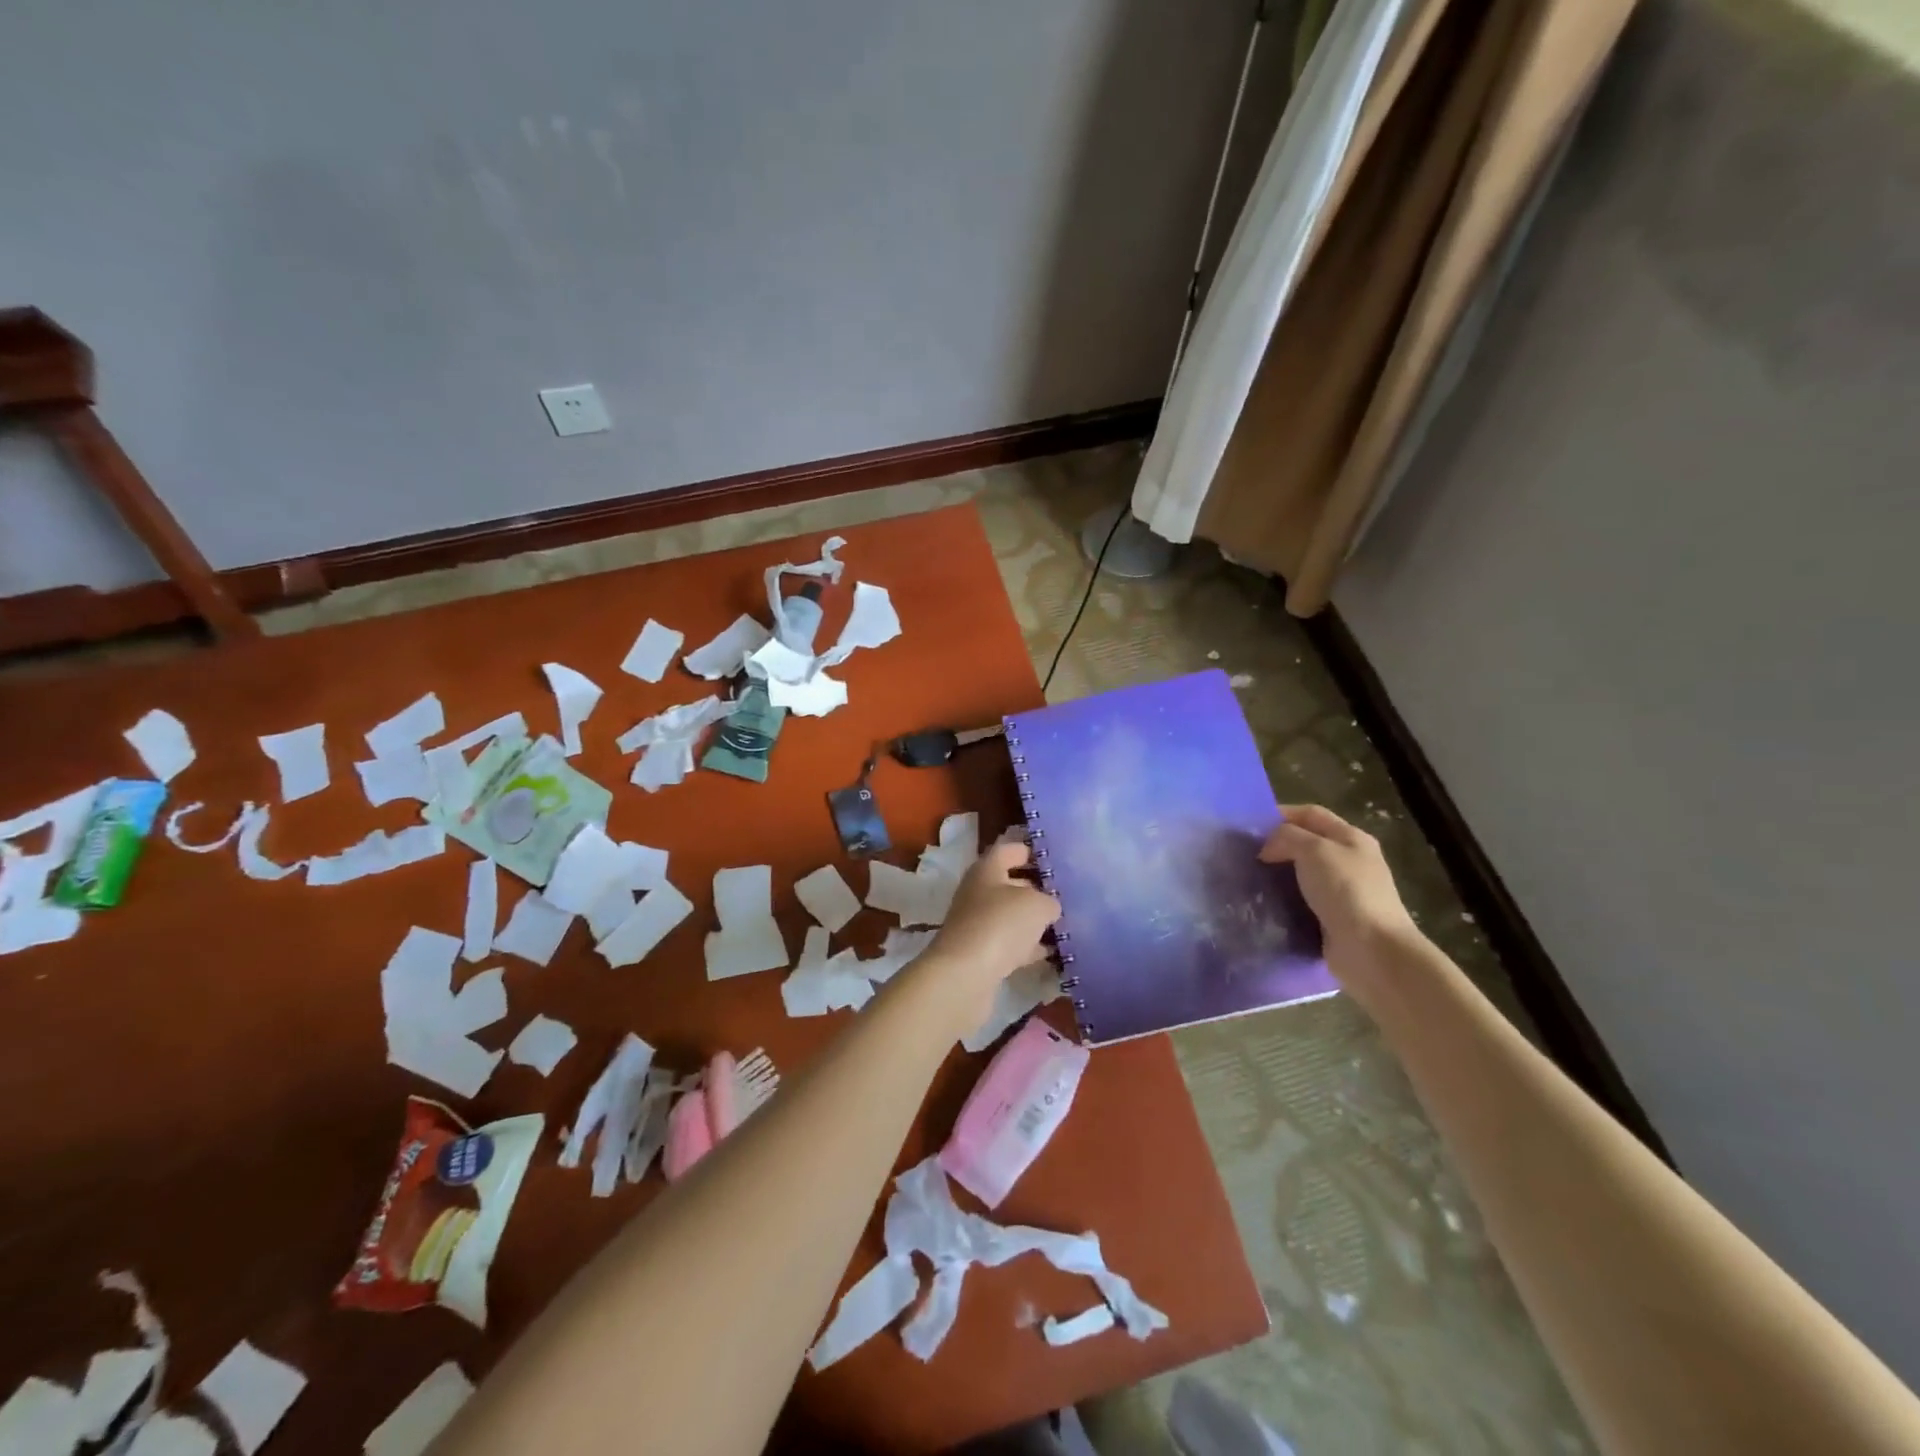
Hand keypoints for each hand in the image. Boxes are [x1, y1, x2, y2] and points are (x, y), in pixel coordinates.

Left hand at [922, 841, 1061, 1009]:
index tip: (1055, 858)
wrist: (965, 975)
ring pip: (1011, 916)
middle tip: (1066, 894)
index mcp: (986, 870)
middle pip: (1010, 884)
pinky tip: (1052, 953)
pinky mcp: (980, 954)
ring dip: (1033, 920)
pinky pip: (1010, 944)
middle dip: (1037, 888)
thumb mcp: (1037, 904)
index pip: (1009, 850)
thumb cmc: (1001, 924)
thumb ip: (1049, 900)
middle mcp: (978, 893)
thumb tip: (1050, 907)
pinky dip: (1029, 947)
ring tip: (1065, 923)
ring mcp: (977, 924)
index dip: (1030, 851)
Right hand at [1259, 805, 1420, 987]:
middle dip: (1276, 846)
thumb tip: (1268, 847)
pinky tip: (1264, 904)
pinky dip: (1284, 901)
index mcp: (1351, 838)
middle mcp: (1349, 861)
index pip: (1311, 814)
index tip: (1250, 827)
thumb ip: (1287, 837)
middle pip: (1306, 843)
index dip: (1281, 814)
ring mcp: (1343, 892)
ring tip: (1248, 879)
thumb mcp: (1314, 850)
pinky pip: (1302, 902)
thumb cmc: (1346, 891)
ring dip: (1277, 875)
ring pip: (1302, 874)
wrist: (1372, 950)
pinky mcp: (1333, 919)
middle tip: (1245, 854)